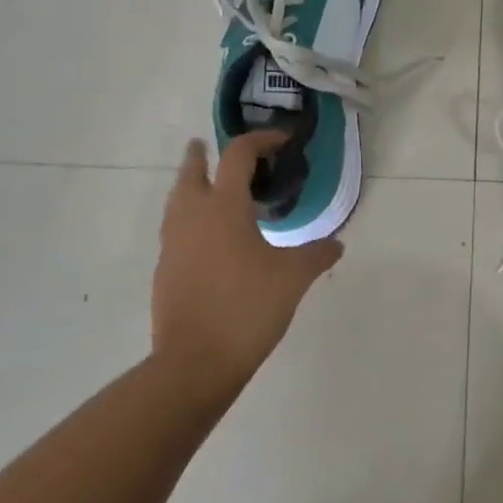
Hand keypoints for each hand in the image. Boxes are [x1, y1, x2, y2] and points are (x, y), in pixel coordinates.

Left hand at [151, 132, 343, 398]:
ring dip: (191, 185)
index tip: (280, 140)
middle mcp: (192, 217)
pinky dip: (189, 219)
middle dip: (202, 155)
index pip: (238, 156)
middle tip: (210, 146)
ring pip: (177, 200)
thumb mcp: (293, 277)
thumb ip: (317, 254)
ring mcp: (173, 245)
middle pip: (191, 171)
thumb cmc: (247, 307)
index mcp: (224, 207)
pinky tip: (208, 239)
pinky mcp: (165, 271)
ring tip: (208, 188)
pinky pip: (175, 230)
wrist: (194, 362)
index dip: (260, 140)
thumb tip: (336, 244)